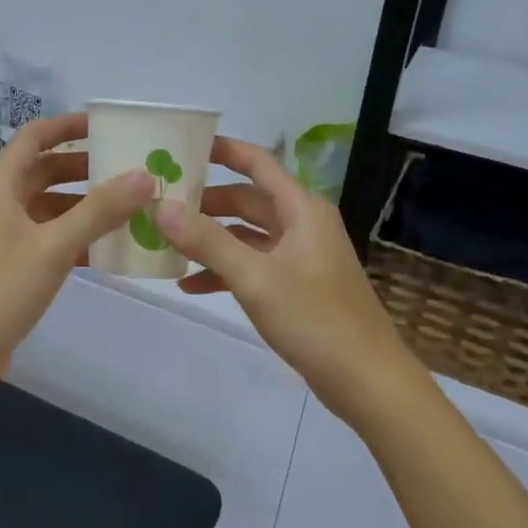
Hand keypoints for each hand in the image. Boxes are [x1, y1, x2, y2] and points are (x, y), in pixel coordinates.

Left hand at [0, 113, 155, 409]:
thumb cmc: (0, 291)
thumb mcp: (53, 246)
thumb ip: (100, 210)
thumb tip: (144, 175)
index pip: (35, 136)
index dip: (70, 126)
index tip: (110, 127)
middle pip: (46, 170)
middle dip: (86, 168)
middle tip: (132, 169)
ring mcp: (4, 236)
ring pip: (50, 207)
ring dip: (86, 205)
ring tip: (131, 207)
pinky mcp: (12, 265)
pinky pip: (50, 238)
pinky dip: (77, 237)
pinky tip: (111, 247)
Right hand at [157, 138, 423, 426]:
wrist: (366, 380)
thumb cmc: (314, 318)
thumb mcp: (254, 278)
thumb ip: (207, 241)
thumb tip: (162, 207)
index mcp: (301, 209)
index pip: (257, 163)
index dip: (222, 151)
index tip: (182, 147)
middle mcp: (303, 224)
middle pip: (247, 200)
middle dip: (206, 203)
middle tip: (161, 205)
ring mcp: (301, 256)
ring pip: (247, 235)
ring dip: (211, 240)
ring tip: (167, 245)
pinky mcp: (297, 285)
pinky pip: (254, 265)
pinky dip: (225, 270)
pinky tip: (191, 286)